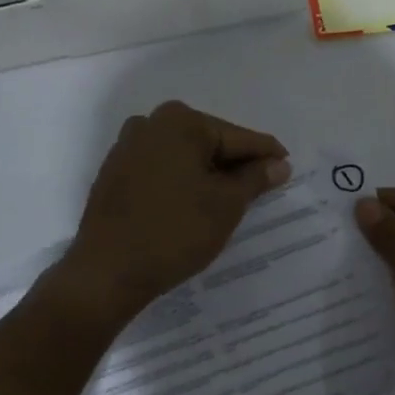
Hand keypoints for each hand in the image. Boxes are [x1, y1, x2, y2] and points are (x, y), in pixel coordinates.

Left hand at [57, 101, 289, 325]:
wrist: (107, 272)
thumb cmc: (175, 232)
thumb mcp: (226, 205)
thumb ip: (255, 178)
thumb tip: (278, 164)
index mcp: (181, 122)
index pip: (239, 138)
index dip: (267, 155)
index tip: (288, 168)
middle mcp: (151, 123)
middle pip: (210, 142)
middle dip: (235, 164)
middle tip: (261, 188)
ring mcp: (127, 147)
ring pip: (184, 156)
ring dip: (208, 174)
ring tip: (230, 200)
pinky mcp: (114, 173)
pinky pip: (161, 169)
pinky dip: (182, 182)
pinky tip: (193, 204)